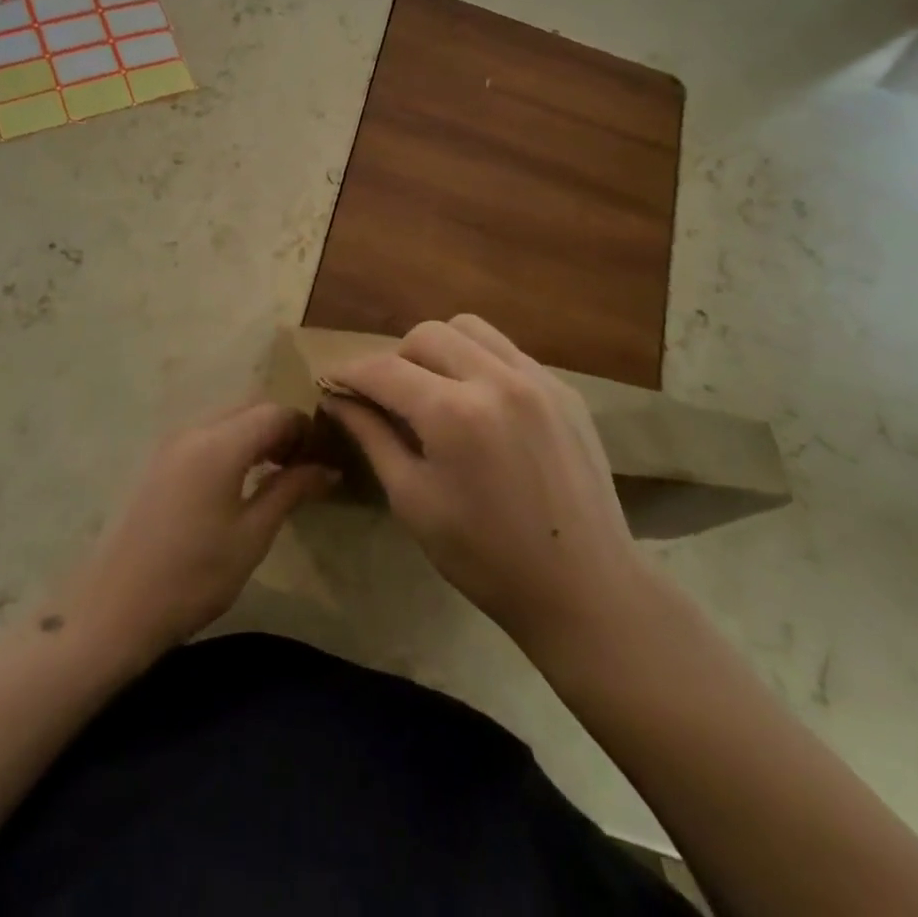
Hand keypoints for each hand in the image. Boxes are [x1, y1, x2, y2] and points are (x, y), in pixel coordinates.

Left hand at [48, 404, 336, 665]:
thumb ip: (291, 490)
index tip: (323, 459)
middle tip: (302, 466)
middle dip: (281, 427)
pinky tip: (240, 479)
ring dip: (256, 433)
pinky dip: (231, 441)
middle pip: (250, 407)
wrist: (117, 605)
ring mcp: (171, 442)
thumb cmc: (194, 575)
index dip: (304, 429)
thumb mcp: (252, 536)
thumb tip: (328, 468)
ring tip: (276, 473)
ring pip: (226, 417)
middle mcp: (193, 429)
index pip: (275, 413)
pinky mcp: (158, 459)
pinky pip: (206, 432)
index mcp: (219, 443)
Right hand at [325, 315, 652, 658]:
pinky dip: (479, 363)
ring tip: (434, 390)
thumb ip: (372, 437)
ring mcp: (537, 379)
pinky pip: (506, 351)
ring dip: (438, 350)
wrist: (585, 589)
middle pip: (426, 334)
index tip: (332, 384)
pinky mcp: (564, 389)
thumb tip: (337, 398)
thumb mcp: (413, 500)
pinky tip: (479, 405)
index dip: (349, 373)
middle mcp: (496, 379)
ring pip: (469, 329)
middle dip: (395, 359)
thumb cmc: (485, 558)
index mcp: (453, 413)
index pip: (383, 370)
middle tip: (389, 398)